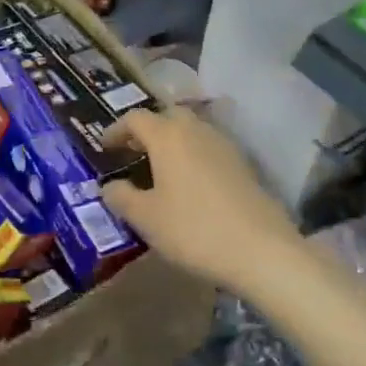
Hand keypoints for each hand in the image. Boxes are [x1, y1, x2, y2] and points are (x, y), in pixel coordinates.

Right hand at [99, 107, 297, 291]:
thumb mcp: (146, 218)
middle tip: (132, 153)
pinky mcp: (243, 164)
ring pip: (191, 130)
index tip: (104, 148)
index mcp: (168, 136)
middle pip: (167, 116)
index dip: (115, 130)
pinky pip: (209, 148)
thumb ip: (121, 197)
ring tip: (158, 169)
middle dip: (147, 130)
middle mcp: (196, 131)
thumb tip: (110, 186)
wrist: (261, 249)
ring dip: (172, 142)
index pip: (135, 118)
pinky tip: (188, 183)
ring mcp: (224, 145)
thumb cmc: (193, 229)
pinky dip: (192, 155)